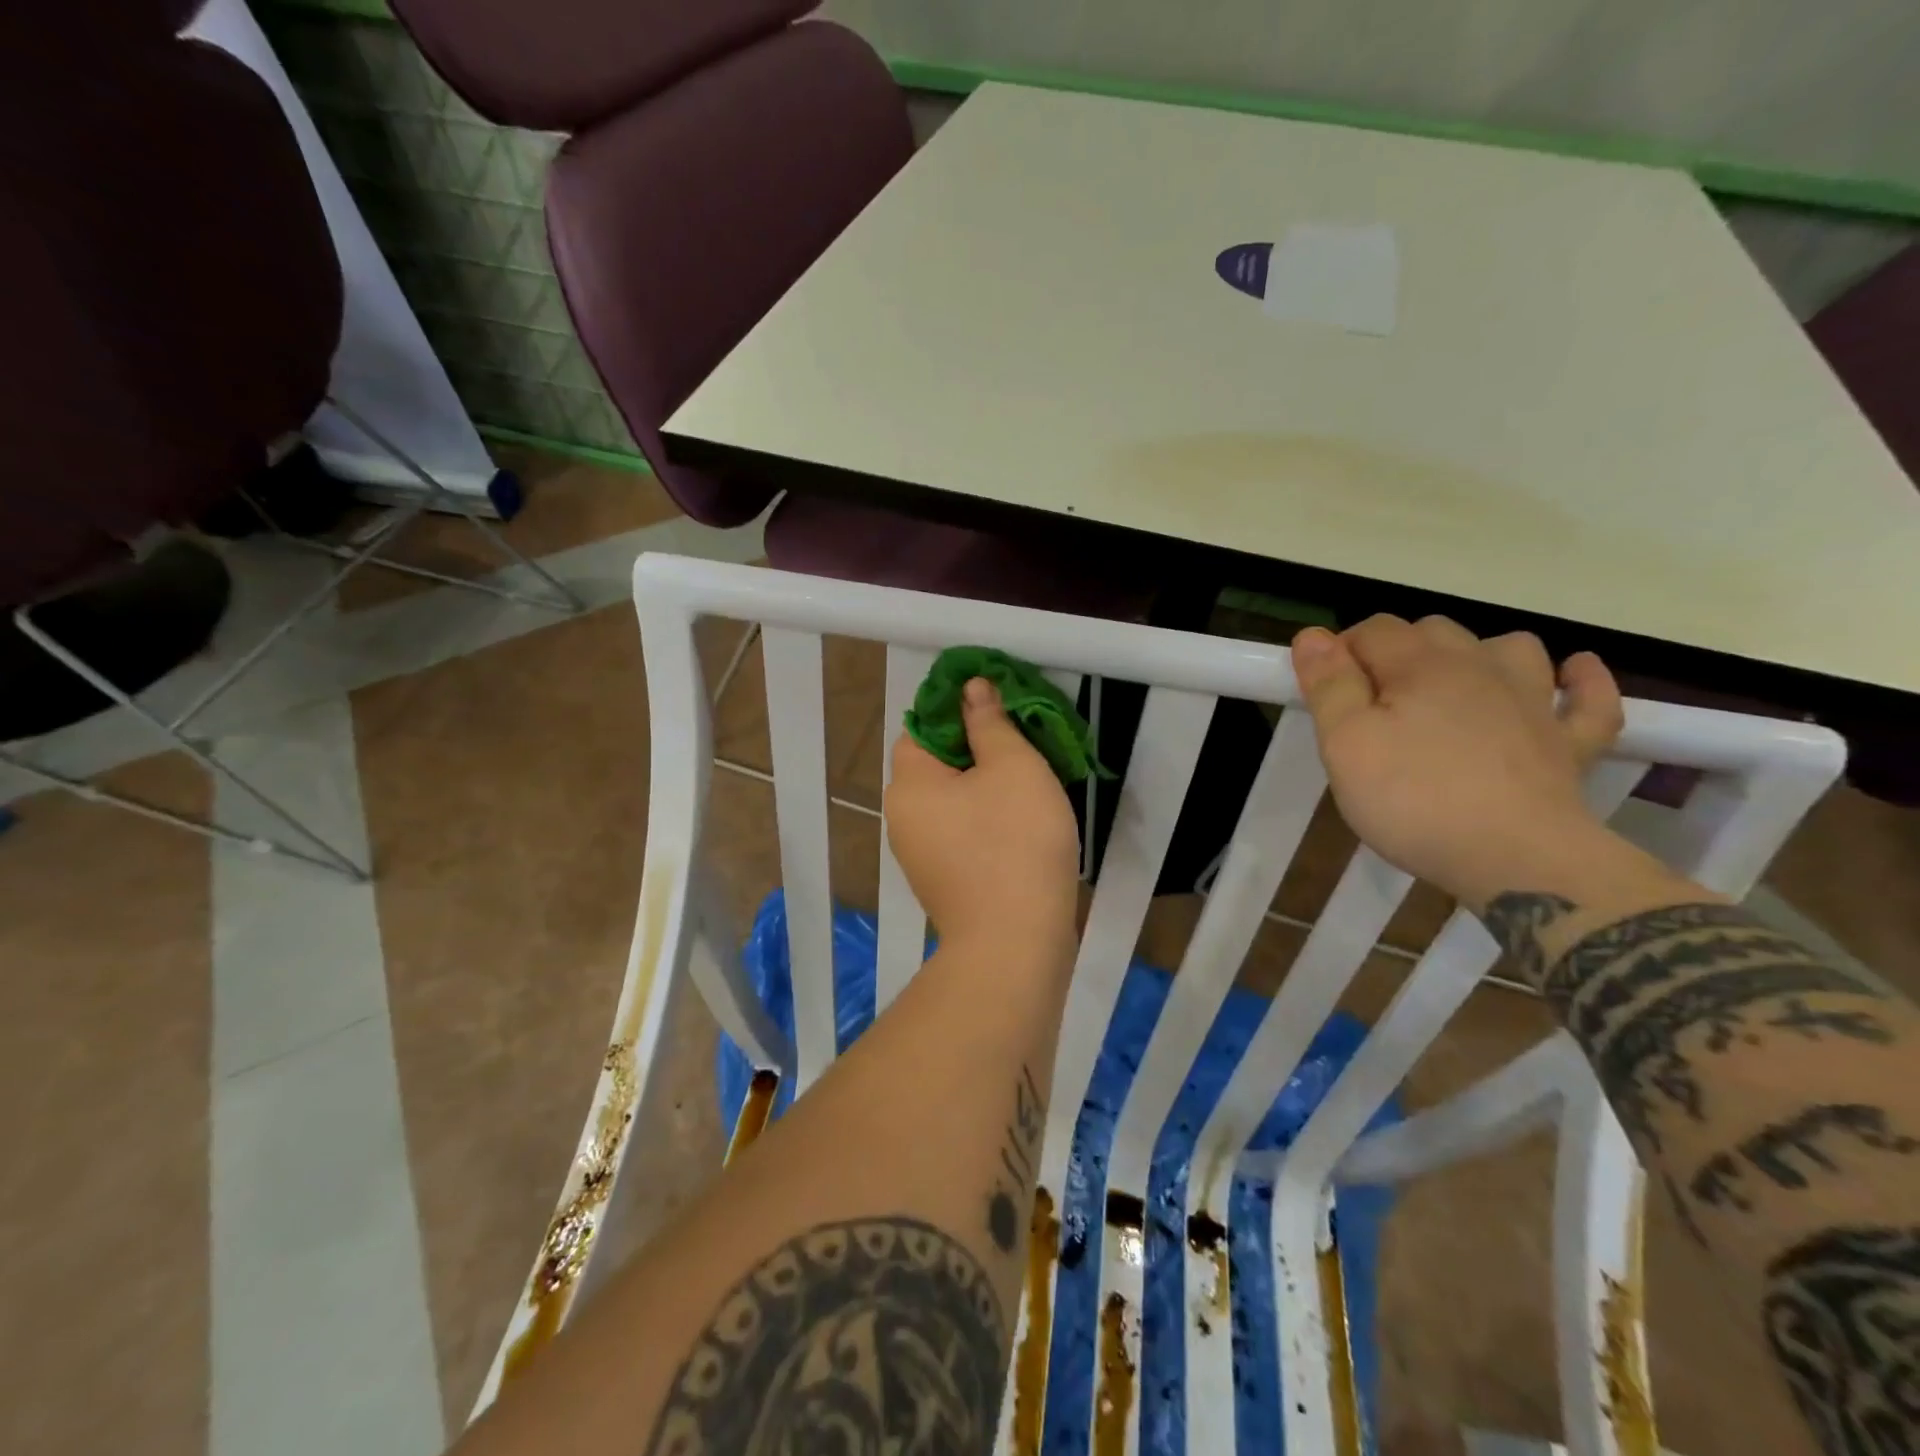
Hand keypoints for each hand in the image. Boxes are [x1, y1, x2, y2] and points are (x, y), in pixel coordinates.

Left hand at [885, 678, 1080, 956]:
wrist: (1016, 944)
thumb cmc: (1015, 843)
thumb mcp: (1013, 766)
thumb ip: (989, 722)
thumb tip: (970, 688)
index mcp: (909, 783)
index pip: (921, 725)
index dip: (957, 709)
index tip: (999, 706)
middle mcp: (902, 816)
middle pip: (935, 763)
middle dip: (975, 747)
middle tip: (1022, 742)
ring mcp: (919, 854)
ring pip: (950, 799)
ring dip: (983, 784)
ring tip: (1028, 779)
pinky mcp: (942, 880)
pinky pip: (959, 831)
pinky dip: (984, 818)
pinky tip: (1019, 822)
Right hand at [1290, 615, 1626, 908]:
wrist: (1518, 861)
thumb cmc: (1414, 800)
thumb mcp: (1346, 744)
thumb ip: (1329, 686)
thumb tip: (1312, 634)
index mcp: (1421, 666)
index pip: (1373, 630)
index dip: (1341, 650)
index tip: (1325, 691)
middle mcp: (1480, 668)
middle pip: (1434, 631)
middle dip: (1397, 651)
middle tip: (1371, 702)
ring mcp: (1533, 704)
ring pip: (1510, 649)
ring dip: (1479, 654)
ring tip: (1453, 685)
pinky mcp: (1570, 744)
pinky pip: (1589, 699)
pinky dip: (1581, 681)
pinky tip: (1571, 675)